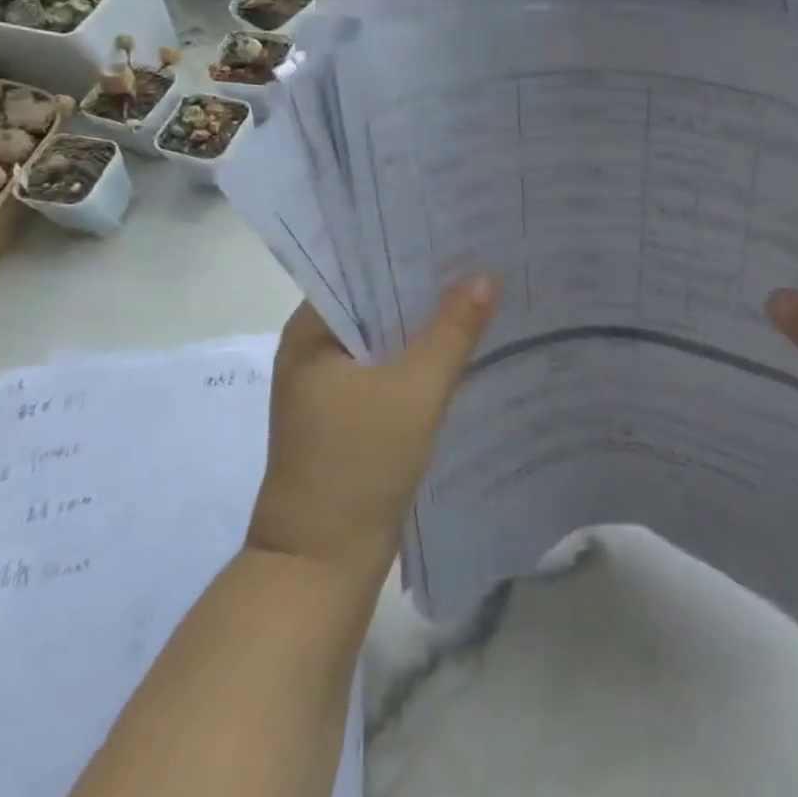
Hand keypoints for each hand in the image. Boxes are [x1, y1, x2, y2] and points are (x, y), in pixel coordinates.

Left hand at [247, 277, 499, 580]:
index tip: (453, 231)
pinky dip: (416, 354)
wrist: (322, 565)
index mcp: (310, 332)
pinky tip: (457, 343)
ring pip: (383, 335)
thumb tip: (487, 275)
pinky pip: (385, 365)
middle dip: (422, 283)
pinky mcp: (345, 412)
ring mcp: (327, 383)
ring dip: (422, 320)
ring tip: (476, 288)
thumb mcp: (416, 391)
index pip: (359, 268)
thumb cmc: (359, 466)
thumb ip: (453, 331)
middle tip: (477, 254)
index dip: (406, 248)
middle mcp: (312, 349)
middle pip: (374, 301)